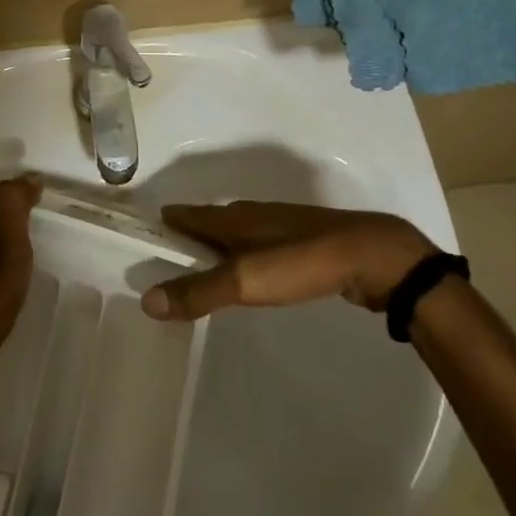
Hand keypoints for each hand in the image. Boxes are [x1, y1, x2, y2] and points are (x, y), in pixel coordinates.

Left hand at [0, 176, 40, 407]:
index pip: (5, 213)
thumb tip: (29, 174)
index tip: (53, 216)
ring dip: (16, 261)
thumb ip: (14, 206)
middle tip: (54, 241)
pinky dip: (10, 284)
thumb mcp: (8, 241)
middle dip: (22, 235)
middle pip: (0, 236)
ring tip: (43, 269)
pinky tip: (21, 297)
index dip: (27, 211)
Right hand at [141, 201, 438, 321]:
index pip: (190, 215)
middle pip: (213, 221)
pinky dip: (247, 256)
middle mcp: (254, 216)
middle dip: (191, 231)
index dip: (169, 220)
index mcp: (235, 219)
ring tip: (206, 263)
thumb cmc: (300, 261)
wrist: (369, 256)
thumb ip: (198, 292)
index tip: (146, 228)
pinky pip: (262, 245)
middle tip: (170, 249)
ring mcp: (282, 228)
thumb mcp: (245, 280)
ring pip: (239, 232)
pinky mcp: (305, 244)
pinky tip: (255, 272)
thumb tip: (146, 300)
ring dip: (219, 244)